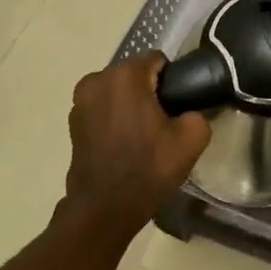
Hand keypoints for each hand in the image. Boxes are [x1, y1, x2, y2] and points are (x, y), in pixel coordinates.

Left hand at [64, 53, 211, 233]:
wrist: (104, 208)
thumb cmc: (148, 168)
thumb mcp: (192, 139)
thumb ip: (197, 113)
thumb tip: (188, 112)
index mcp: (125, 76)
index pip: (158, 60)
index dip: (173, 81)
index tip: (178, 106)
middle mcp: (97, 79)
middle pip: (135, 74)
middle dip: (150, 91)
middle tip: (164, 123)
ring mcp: (80, 101)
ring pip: (118, 91)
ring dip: (131, 104)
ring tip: (144, 134)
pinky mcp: (73, 121)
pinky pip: (103, 108)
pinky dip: (114, 117)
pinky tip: (125, 143)